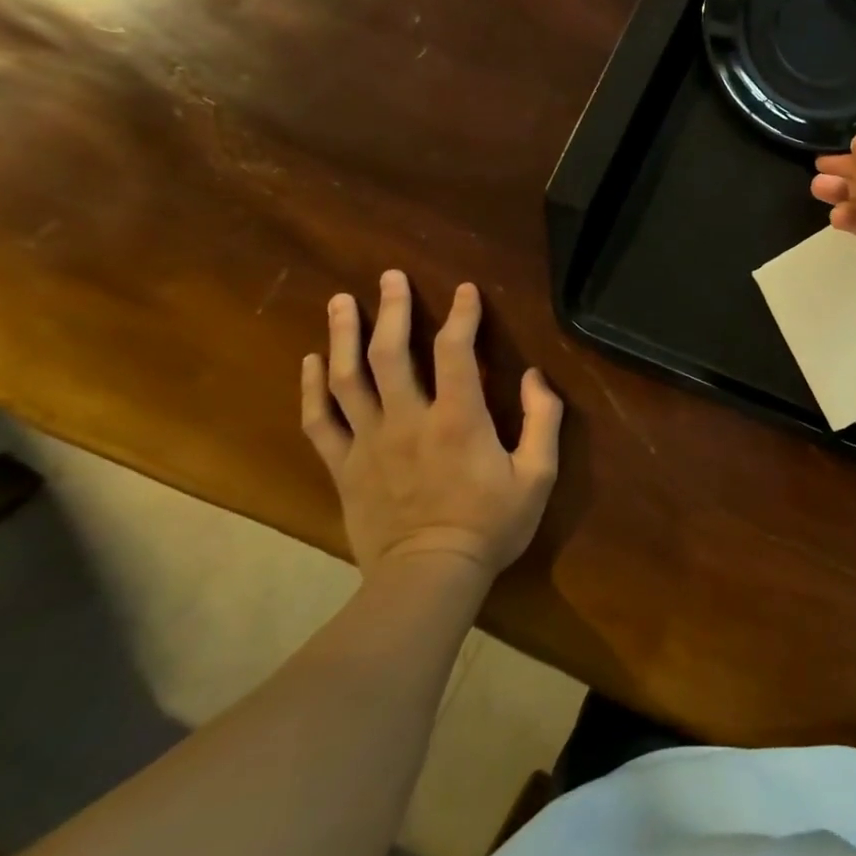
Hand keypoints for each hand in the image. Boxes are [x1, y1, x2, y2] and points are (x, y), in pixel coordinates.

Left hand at [300, 270, 563, 583]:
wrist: (428, 578)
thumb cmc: (491, 524)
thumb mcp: (538, 475)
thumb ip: (544, 419)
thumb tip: (536, 376)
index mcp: (458, 418)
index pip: (455, 350)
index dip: (461, 314)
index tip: (465, 290)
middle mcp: (408, 420)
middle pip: (390, 353)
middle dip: (391, 309)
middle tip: (390, 277)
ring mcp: (369, 443)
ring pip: (348, 378)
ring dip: (344, 335)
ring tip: (340, 301)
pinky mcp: (344, 467)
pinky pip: (320, 421)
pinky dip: (312, 388)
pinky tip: (312, 361)